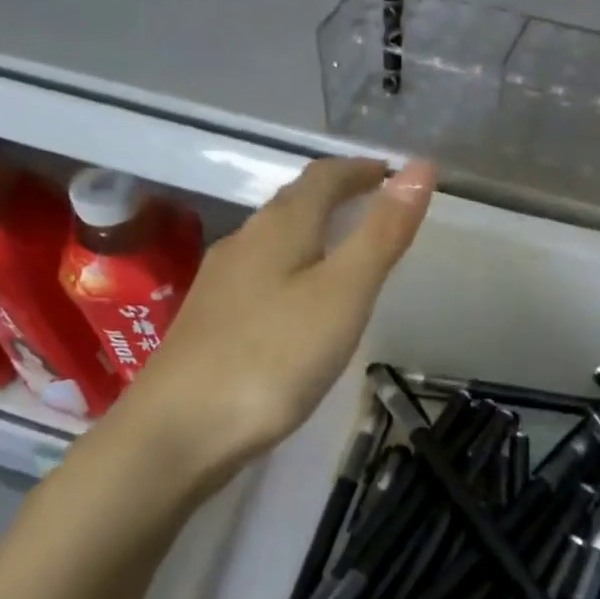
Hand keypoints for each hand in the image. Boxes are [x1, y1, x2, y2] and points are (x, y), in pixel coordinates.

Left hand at [92, 157, 435, 490]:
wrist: (179, 432)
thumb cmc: (274, 358)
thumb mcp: (344, 294)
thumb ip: (381, 233)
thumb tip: (420, 167)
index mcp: (279, 228)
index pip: (323, 178)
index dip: (359, 170)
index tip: (391, 174)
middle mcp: (244, 244)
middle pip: (294, 204)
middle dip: (336, 197)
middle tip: (374, 208)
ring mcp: (220, 283)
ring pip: (273, 240)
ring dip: (311, 232)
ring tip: (343, 251)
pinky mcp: (209, 321)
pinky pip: (259, 275)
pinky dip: (291, 268)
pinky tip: (296, 303)